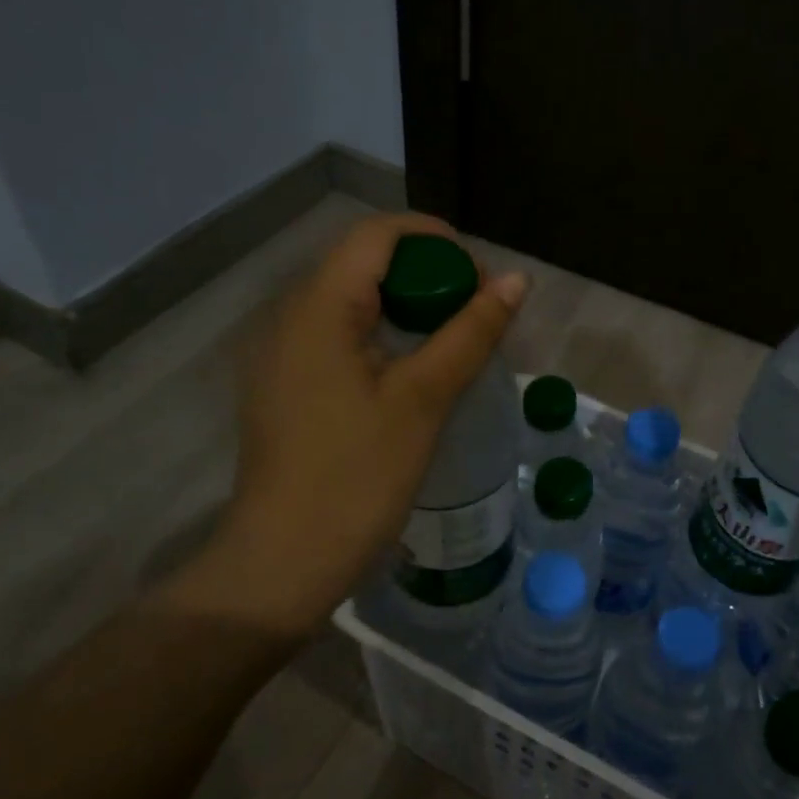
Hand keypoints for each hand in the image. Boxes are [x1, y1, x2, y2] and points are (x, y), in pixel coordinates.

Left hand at [169, 214, 528, 635]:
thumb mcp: (423, 399)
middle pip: (362, 263)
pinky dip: (383, 335)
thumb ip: (470, 333)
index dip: (433, 237)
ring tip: (455, 335)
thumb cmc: (357, 476)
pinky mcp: (287, 388)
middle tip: (476, 308)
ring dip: (407, 304)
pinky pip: (339, 337)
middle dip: (426, 272)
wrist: (284, 564)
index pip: (375, 235)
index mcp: (317, 309)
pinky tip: (414, 369)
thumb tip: (516, 280)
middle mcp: (290, 319)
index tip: (480, 272)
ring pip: (351, 301)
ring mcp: (283, 356)